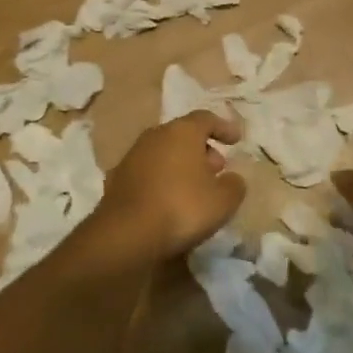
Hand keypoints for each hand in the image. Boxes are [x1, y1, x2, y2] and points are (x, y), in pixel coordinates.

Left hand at [92, 110, 246, 264]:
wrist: (126, 234)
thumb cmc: (182, 208)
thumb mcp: (223, 201)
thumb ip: (234, 185)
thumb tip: (232, 179)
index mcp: (182, 132)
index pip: (206, 118)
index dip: (223, 127)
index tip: (236, 140)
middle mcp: (155, 136)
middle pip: (182, 134)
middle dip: (202, 148)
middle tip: (217, 168)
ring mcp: (132, 156)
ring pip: (163, 152)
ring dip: (180, 164)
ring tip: (194, 187)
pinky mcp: (116, 179)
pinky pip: (147, 172)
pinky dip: (161, 179)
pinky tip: (168, 200)